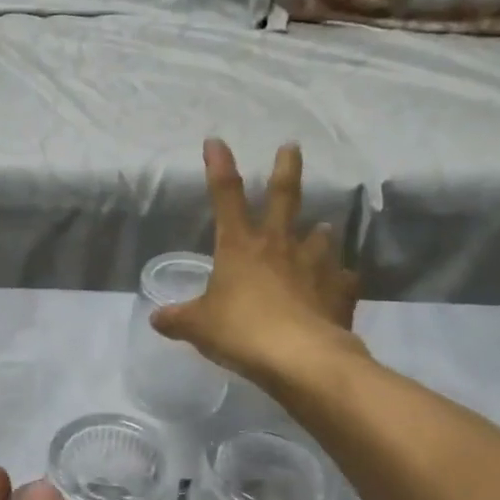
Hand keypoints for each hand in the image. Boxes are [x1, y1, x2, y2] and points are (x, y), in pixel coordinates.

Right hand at [152, 139, 364, 384]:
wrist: (301, 358)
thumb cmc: (241, 332)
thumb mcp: (199, 327)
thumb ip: (178, 320)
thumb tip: (156, 318)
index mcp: (239, 246)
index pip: (225, 196)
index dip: (219, 166)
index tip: (216, 141)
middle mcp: (279, 246)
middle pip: (285, 197)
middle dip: (286, 168)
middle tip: (292, 146)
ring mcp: (314, 266)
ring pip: (320, 236)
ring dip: (319, 232)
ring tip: (322, 229)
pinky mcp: (339, 291)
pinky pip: (342, 279)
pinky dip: (339, 280)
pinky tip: (339, 285)